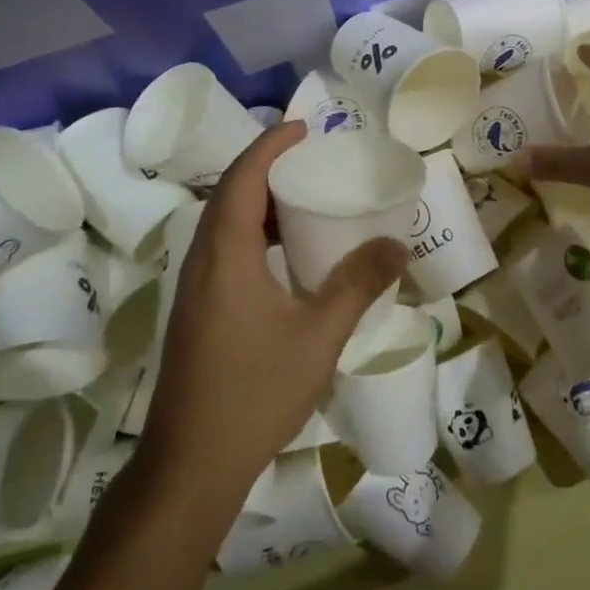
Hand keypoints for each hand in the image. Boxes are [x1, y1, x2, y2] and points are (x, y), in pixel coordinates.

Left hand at [137, 122, 407, 506]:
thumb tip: (397, 244)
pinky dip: (253, 233)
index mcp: (226, 254)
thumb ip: (357, 284)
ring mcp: (195, 288)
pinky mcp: (197, 310)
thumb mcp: (319, 335)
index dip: (270, 146)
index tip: (304, 127)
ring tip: (303, 200)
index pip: (243, 179)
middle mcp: (203, 261)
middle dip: (266, 168)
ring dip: (259, 202)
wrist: (191, 462)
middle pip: (229, 195)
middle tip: (311, 160)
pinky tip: (285, 256)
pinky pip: (223, 249)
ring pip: (223, 224)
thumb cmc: (255, 392)